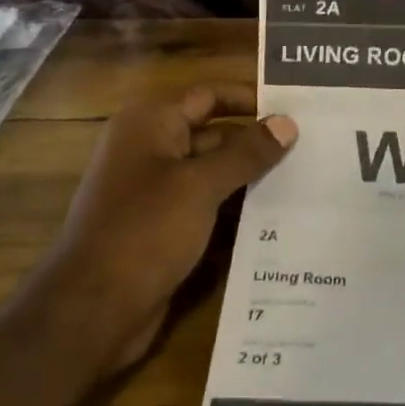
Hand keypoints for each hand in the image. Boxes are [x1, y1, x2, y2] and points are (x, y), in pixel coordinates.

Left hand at [43, 85, 296, 369]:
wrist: (92, 310)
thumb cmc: (145, 231)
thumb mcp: (201, 185)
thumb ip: (246, 152)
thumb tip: (287, 122)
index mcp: (151, 124)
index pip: (209, 95)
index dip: (250, 98)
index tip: (297, 107)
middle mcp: (152, 149)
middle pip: (215, 133)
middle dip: (258, 141)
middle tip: (312, 145)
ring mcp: (157, 191)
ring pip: (215, 172)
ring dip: (252, 176)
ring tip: (307, 178)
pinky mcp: (165, 227)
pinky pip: (209, 206)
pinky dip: (237, 207)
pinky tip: (279, 216)